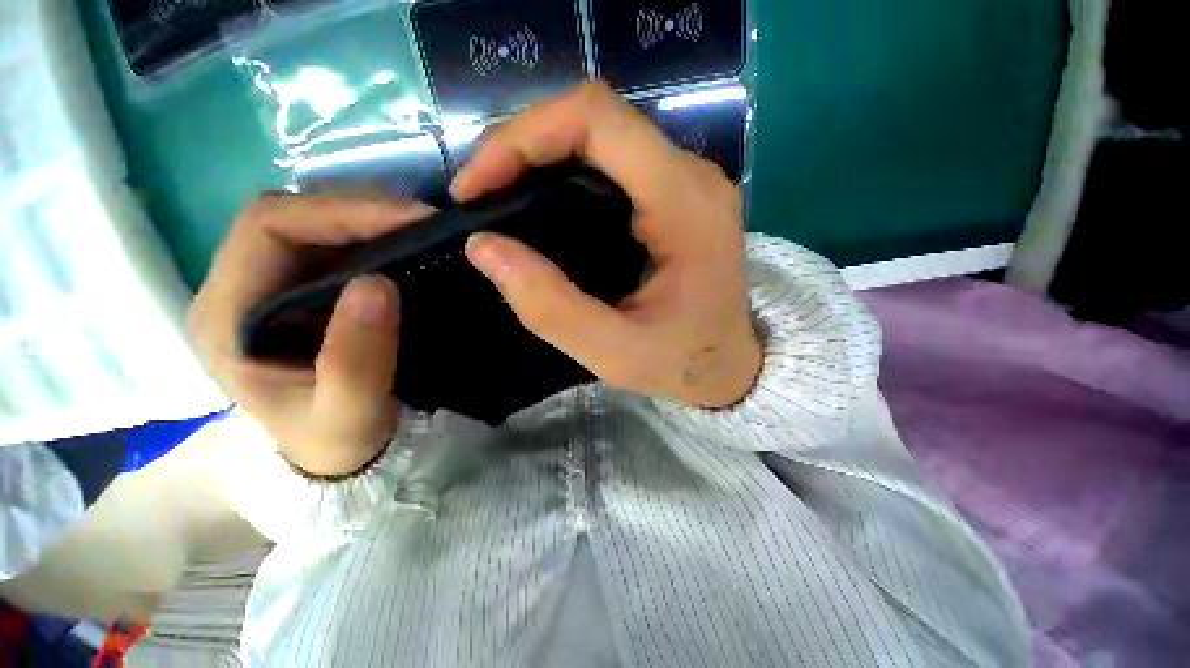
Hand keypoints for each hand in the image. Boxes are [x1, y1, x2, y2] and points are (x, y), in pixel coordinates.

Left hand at [187, 195, 434, 476]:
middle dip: (358, 212)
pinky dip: (370, 238)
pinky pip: (330, 247)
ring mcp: (265, 289)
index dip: (338, 213)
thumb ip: (356, 359)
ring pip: (310, 226)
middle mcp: (234, 291)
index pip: (267, 229)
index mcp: (225, 318)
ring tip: (420, 232)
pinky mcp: (297, 293)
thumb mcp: (347, 414)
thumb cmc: (334, 440)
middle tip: (424, 223)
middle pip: (287, 218)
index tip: (409, 221)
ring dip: (367, 222)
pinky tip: (403, 248)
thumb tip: (378, 283)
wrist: (335, 452)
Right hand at [454, 82, 761, 408]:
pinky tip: (540, 203)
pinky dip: (564, 170)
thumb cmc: (684, 363)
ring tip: (499, 195)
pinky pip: (612, 161)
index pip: (598, 120)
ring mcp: (687, 181)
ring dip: (540, 155)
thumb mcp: (613, 352)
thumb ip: (550, 306)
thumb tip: (484, 247)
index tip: (476, 186)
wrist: (731, 366)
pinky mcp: (676, 194)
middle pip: (595, 118)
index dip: (523, 136)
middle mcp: (691, 175)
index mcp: (684, 203)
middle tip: (479, 192)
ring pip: (601, 135)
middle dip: (523, 144)